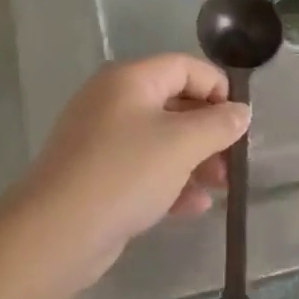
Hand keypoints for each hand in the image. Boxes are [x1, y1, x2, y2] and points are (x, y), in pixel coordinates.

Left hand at [5, 55, 250, 291]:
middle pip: (173, 103)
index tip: (241, 121)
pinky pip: (142, 169)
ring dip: (194, 160)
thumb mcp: (182, 144)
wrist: (57, 232)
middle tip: (234, 160)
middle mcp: (112, 101)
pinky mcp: (96, 176)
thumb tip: (241, 111)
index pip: (184, 67)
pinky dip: (170, 181)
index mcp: (129, 80)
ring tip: (221, 187)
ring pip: (159, 140)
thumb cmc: (125, 173)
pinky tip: (193, 207)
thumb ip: (218, 124)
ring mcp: (100, 140)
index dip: (218, 88)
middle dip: (209, 131)